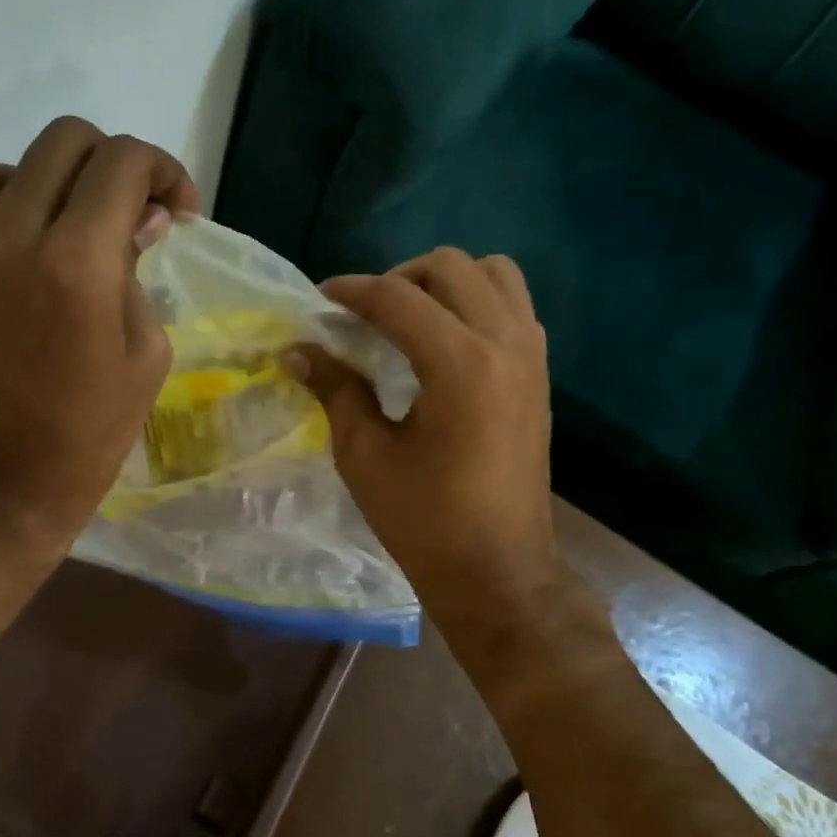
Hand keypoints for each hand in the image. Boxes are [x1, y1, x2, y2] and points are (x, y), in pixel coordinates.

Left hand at [0, 116, 197, 569]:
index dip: (163, 171)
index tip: (178, 212)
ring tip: (79, 222)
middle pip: (69, 141)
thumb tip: (138, 222)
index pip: (123, 162)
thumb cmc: (88, 437)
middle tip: (137, 214)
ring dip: (60, 174)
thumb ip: (139, 275)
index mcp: (79, 261)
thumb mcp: (145, 356)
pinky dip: (6, 192)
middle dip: (117, 165)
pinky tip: (29, 235)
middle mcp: (16, 233)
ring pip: (15, 159)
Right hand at [288, 247, 567, 634]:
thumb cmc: (423, 519)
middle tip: (364, 315)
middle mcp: (504, 343)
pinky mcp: (539, 374)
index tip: (320, 301)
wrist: (498, 569)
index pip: (398, 298)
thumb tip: (297, 350)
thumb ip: (335, 389)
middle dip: (399, 278)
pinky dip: (474, 304)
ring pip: (494, 275)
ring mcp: (531, 356)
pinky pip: (512, 306)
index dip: (352, 291)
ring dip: (445, 284)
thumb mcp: (364, 454)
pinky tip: (441, 344)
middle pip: (451, 267)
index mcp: (459, 364)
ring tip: (408, 319)